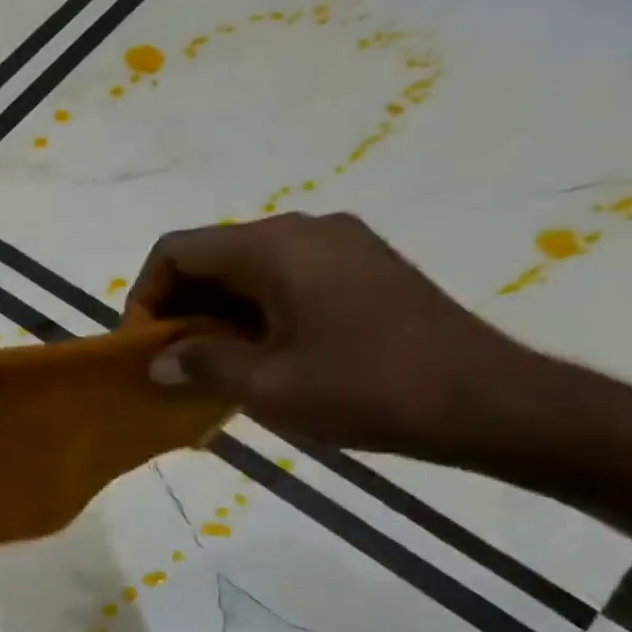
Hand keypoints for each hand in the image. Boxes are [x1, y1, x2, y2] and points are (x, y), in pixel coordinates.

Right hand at [123, 213, 522, 454]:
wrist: (488, 402)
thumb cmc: (365, 388)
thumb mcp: (265, 385)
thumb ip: (200, 364)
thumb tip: (158, 362)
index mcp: (275, 246)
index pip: (176, 251)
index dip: (144, 297)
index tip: (143, 350)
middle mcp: (304, 230)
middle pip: (210, 257)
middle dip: (177, 309)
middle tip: (169, 365)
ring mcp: (339, 246)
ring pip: (245, 270)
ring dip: (213, 316)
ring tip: (207, 369)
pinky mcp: (362, 270)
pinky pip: (282, 280)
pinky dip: (251, 314)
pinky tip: (254, 359)